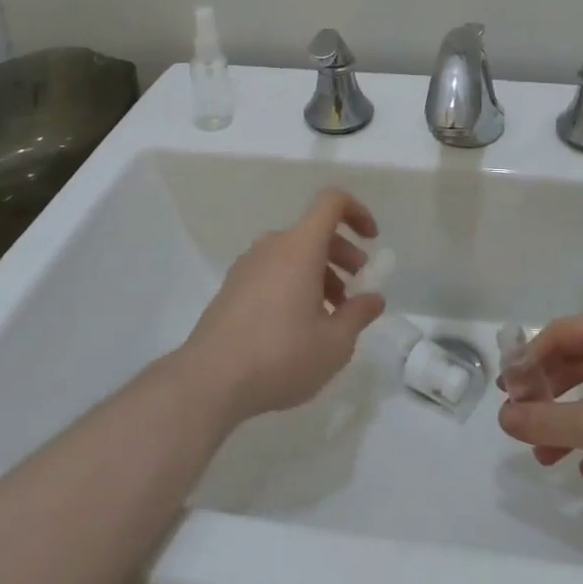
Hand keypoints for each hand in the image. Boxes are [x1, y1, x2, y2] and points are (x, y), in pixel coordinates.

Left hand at [178, 188, 385, 424]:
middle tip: (356, 291)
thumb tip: (373, 298)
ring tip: (330, 318)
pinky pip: (273, 271)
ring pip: (294, 255)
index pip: (331, 202)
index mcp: (300, 246)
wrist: (208, 381)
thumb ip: (359, 315)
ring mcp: (248, 265)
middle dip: (343, 255)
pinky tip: (298, 328)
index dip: (357, 212)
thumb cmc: (280, 355)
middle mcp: (273, 246)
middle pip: (315, 232)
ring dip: (320, 274)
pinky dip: (294, 285)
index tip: (372, 240)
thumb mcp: (334, 344)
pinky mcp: (232, 287)